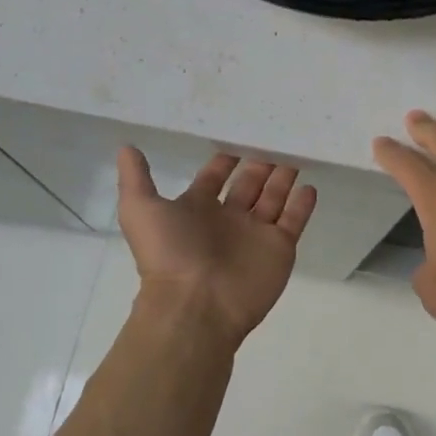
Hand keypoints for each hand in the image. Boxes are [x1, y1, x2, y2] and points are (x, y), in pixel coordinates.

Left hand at [116, 149, 316, 342]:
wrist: (195, 306)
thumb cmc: (169, 254)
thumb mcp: (141, 210)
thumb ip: (136, 178)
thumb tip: (126, 147)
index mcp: (197, 208)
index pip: (215, 176)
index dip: (225, 157)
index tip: (240, 129)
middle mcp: (228, 219)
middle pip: (249, 183)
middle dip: (261, 162)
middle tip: (276, 134)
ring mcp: (256, 234)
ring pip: (273, 197)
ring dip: (283, 177)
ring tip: (298, 150)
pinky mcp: (279, 248)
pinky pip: (294, 220)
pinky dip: (303, 204)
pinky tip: (310, 185)